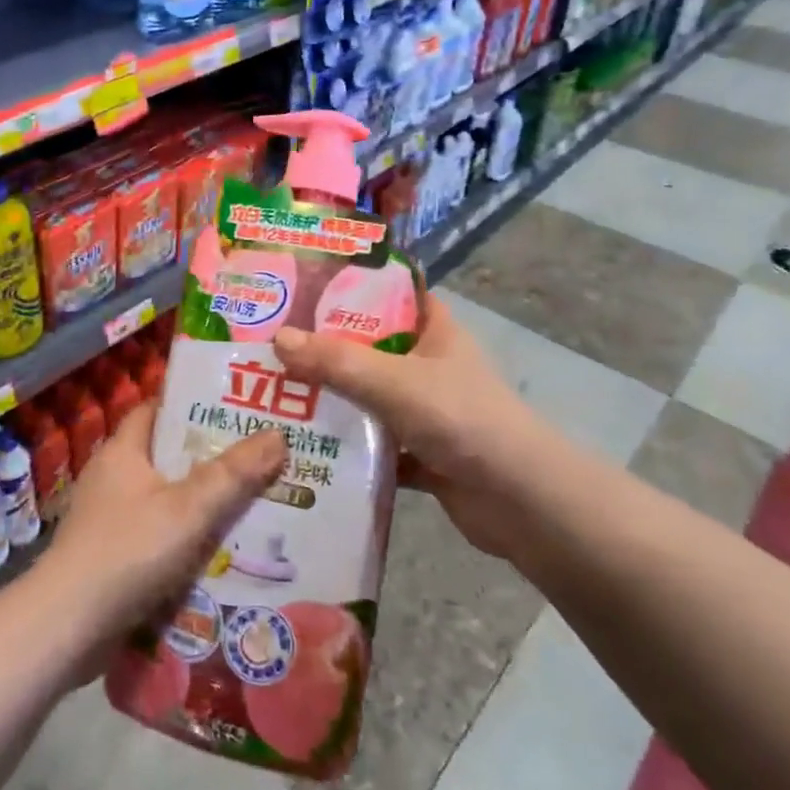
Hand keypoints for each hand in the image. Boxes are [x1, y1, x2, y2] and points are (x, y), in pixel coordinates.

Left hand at [35, 403, 285, 670]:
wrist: (66, 627)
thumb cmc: (127, 551)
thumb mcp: (188, 508)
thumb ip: (233, 474)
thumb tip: (278, 435)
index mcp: (122, 451)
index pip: (157, 409)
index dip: (193, 403)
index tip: (234, 407)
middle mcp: (111, 477)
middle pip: (166, 454)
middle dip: (208, 457)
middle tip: (257, 458)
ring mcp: (107, 518)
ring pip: (164, 498)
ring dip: (199, 502)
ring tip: (250, 503)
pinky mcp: (110, 555)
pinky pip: (156, 534)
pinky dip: (183, 537)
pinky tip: (218, 552)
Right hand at [274, 301, 552, 561]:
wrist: (522, 503)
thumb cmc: (463, 420)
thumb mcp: (395, 382)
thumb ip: (336, 361)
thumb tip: (277, 338)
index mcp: (433, 330)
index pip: (388, 293)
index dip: (347, 285)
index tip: (299, 286)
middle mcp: (428, 364)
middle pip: (367, 347)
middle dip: (322, 348)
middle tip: (267, 342)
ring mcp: (424, 410)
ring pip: (366, 396)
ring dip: (329, 399)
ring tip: (270, 392)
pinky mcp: (419, 453)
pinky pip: (372, 443)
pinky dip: (344, 446)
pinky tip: (301, 446)